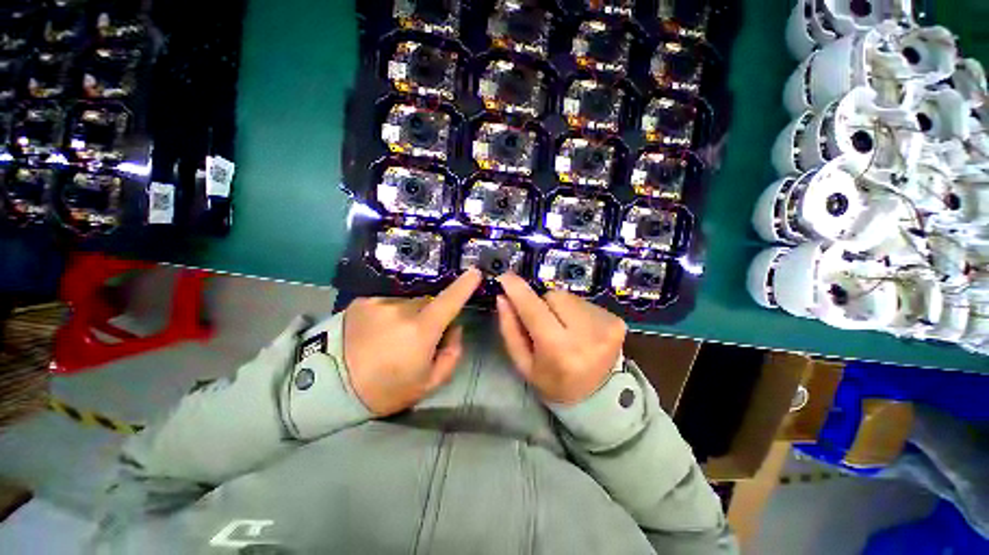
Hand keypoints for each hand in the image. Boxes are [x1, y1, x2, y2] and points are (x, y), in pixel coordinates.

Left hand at [344, 269, 481, 415]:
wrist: (328, 388)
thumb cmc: (384, 390)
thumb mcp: (428, 383)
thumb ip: (452, 354)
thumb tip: (455, 328)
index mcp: (421, 331)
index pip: (449, 301)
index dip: (464, 286)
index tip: (475, 273)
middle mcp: (402, 309)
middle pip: (429, 301)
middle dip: (432, 312)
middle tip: (421, 334)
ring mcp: (380, 302)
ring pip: (409, 300)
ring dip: (410, 312)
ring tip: (394, 334)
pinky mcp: (363, 301)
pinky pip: (389, 300)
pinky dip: (392, 311)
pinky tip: (379, 328)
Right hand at [495, 273, 626, 403]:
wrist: (598, 398)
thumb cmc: (553, 382)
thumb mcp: (523, 363)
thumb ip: (510, 329)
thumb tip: (502, 296)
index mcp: (559, 350)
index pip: (533, 309)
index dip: (517, 290)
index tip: (504, 277)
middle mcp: (586, 334)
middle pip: (552, 296)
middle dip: (542, 304)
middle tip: (544, 324)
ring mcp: (605, 325)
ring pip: (568, 296)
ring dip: (559, 307)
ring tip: (563, 328)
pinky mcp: (616, 320)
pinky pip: (583, 301)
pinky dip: (575, 310)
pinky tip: (578, 329)